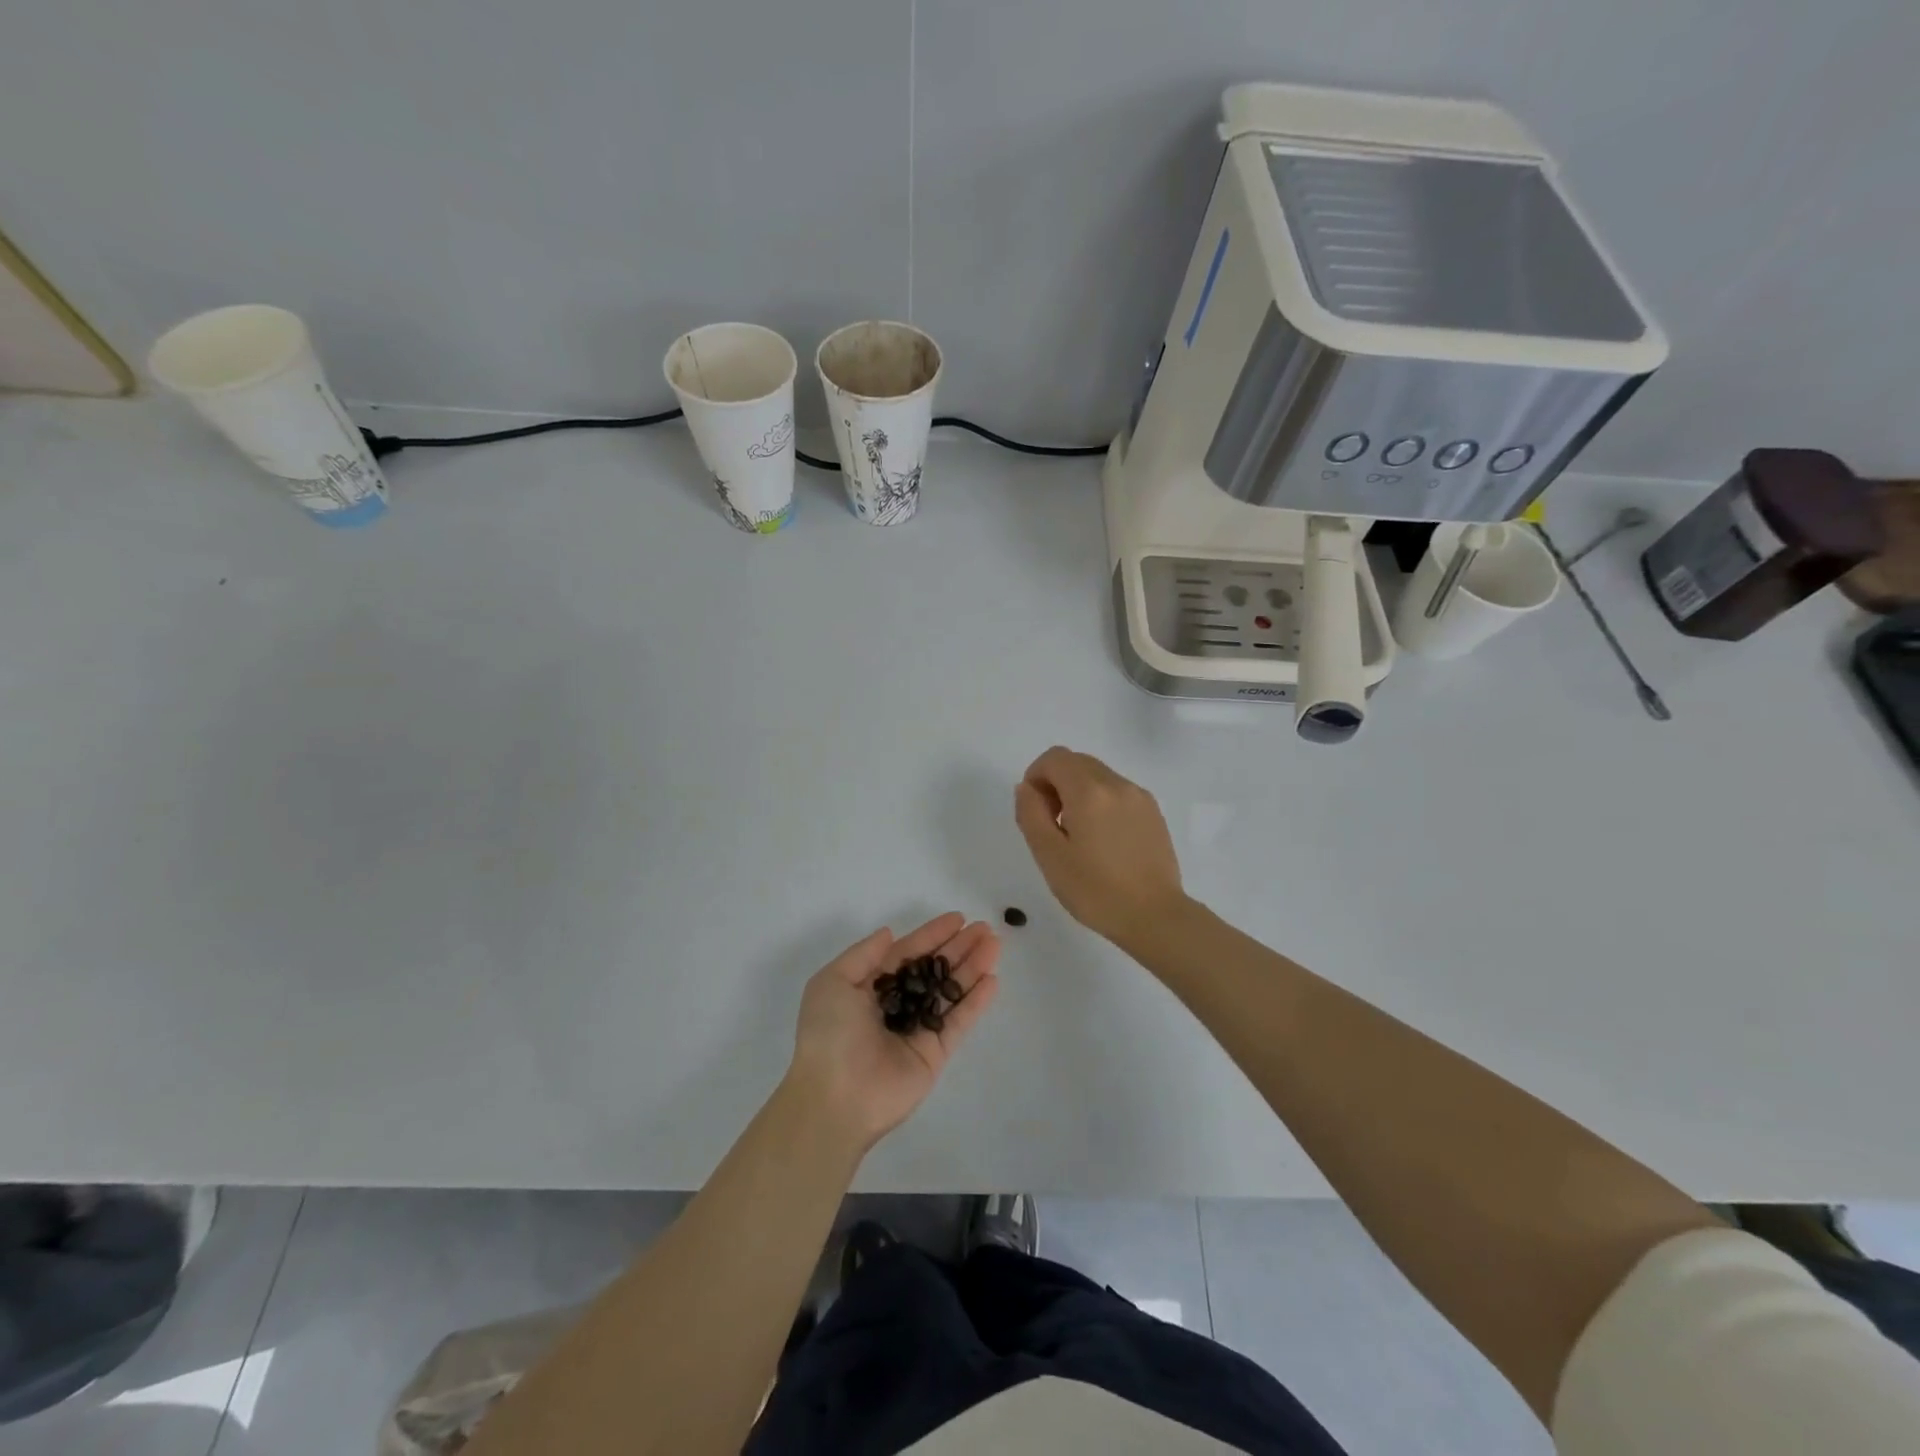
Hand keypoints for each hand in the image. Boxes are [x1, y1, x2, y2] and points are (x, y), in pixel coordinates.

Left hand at [787, 913, 1000, 1153]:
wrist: (834, 1098)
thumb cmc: (829, 1033)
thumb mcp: (833, 982)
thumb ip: (864, 954)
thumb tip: (889, 933)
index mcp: (869, 987)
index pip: (907, 953)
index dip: (932, 934)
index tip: (959, 918)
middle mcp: (896, 1005)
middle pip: (934, 969)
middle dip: (959, 948)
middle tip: (986, 929)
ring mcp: (917, 1029)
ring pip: (950, 991)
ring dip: (973, 968)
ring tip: (995, 945)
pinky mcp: (934, 1053)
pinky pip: (958, 1022)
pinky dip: (975, 1002)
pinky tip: (992, 980)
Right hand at [1014, 746, 1186, 948]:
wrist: (1155, 917)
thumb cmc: (1095, 890)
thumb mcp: (1049, 855)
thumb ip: (1031, 813)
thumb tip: (1027, 788)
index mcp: (1089, 791)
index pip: (1054, 758)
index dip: (1036, 776)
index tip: (1035, 810)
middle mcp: (1117, 784)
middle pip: (1077, 762)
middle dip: (1056, 783)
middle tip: (1052, 824)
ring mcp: (1139, 797)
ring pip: (1098, 776)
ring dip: (1079, 793)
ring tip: (1078, 836)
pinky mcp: (1153, 812)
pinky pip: (1118, 792)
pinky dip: (1101, 803)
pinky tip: (1103, 841)